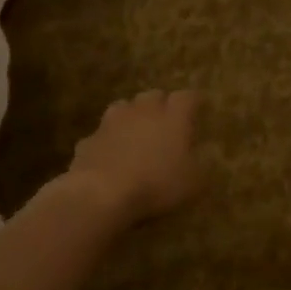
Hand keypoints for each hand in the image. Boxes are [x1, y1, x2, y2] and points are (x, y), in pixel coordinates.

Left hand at [65, 90, 200, 223]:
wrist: (101, 193)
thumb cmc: (156, 184)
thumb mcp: (193, 184)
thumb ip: (199, 168)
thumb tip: (200, 162)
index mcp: (174, 116)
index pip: (188, 97)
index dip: (194, 101)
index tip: (199, 107)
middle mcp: (144, 110)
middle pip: (154, 95)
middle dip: (161, 105)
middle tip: (167, 121)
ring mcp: (113, 121)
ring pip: (124, 107)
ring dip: (132, 116)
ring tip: (136, 132)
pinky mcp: (90, 139)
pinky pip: (102, 134)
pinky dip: (108, 141)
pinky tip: (111, 156)